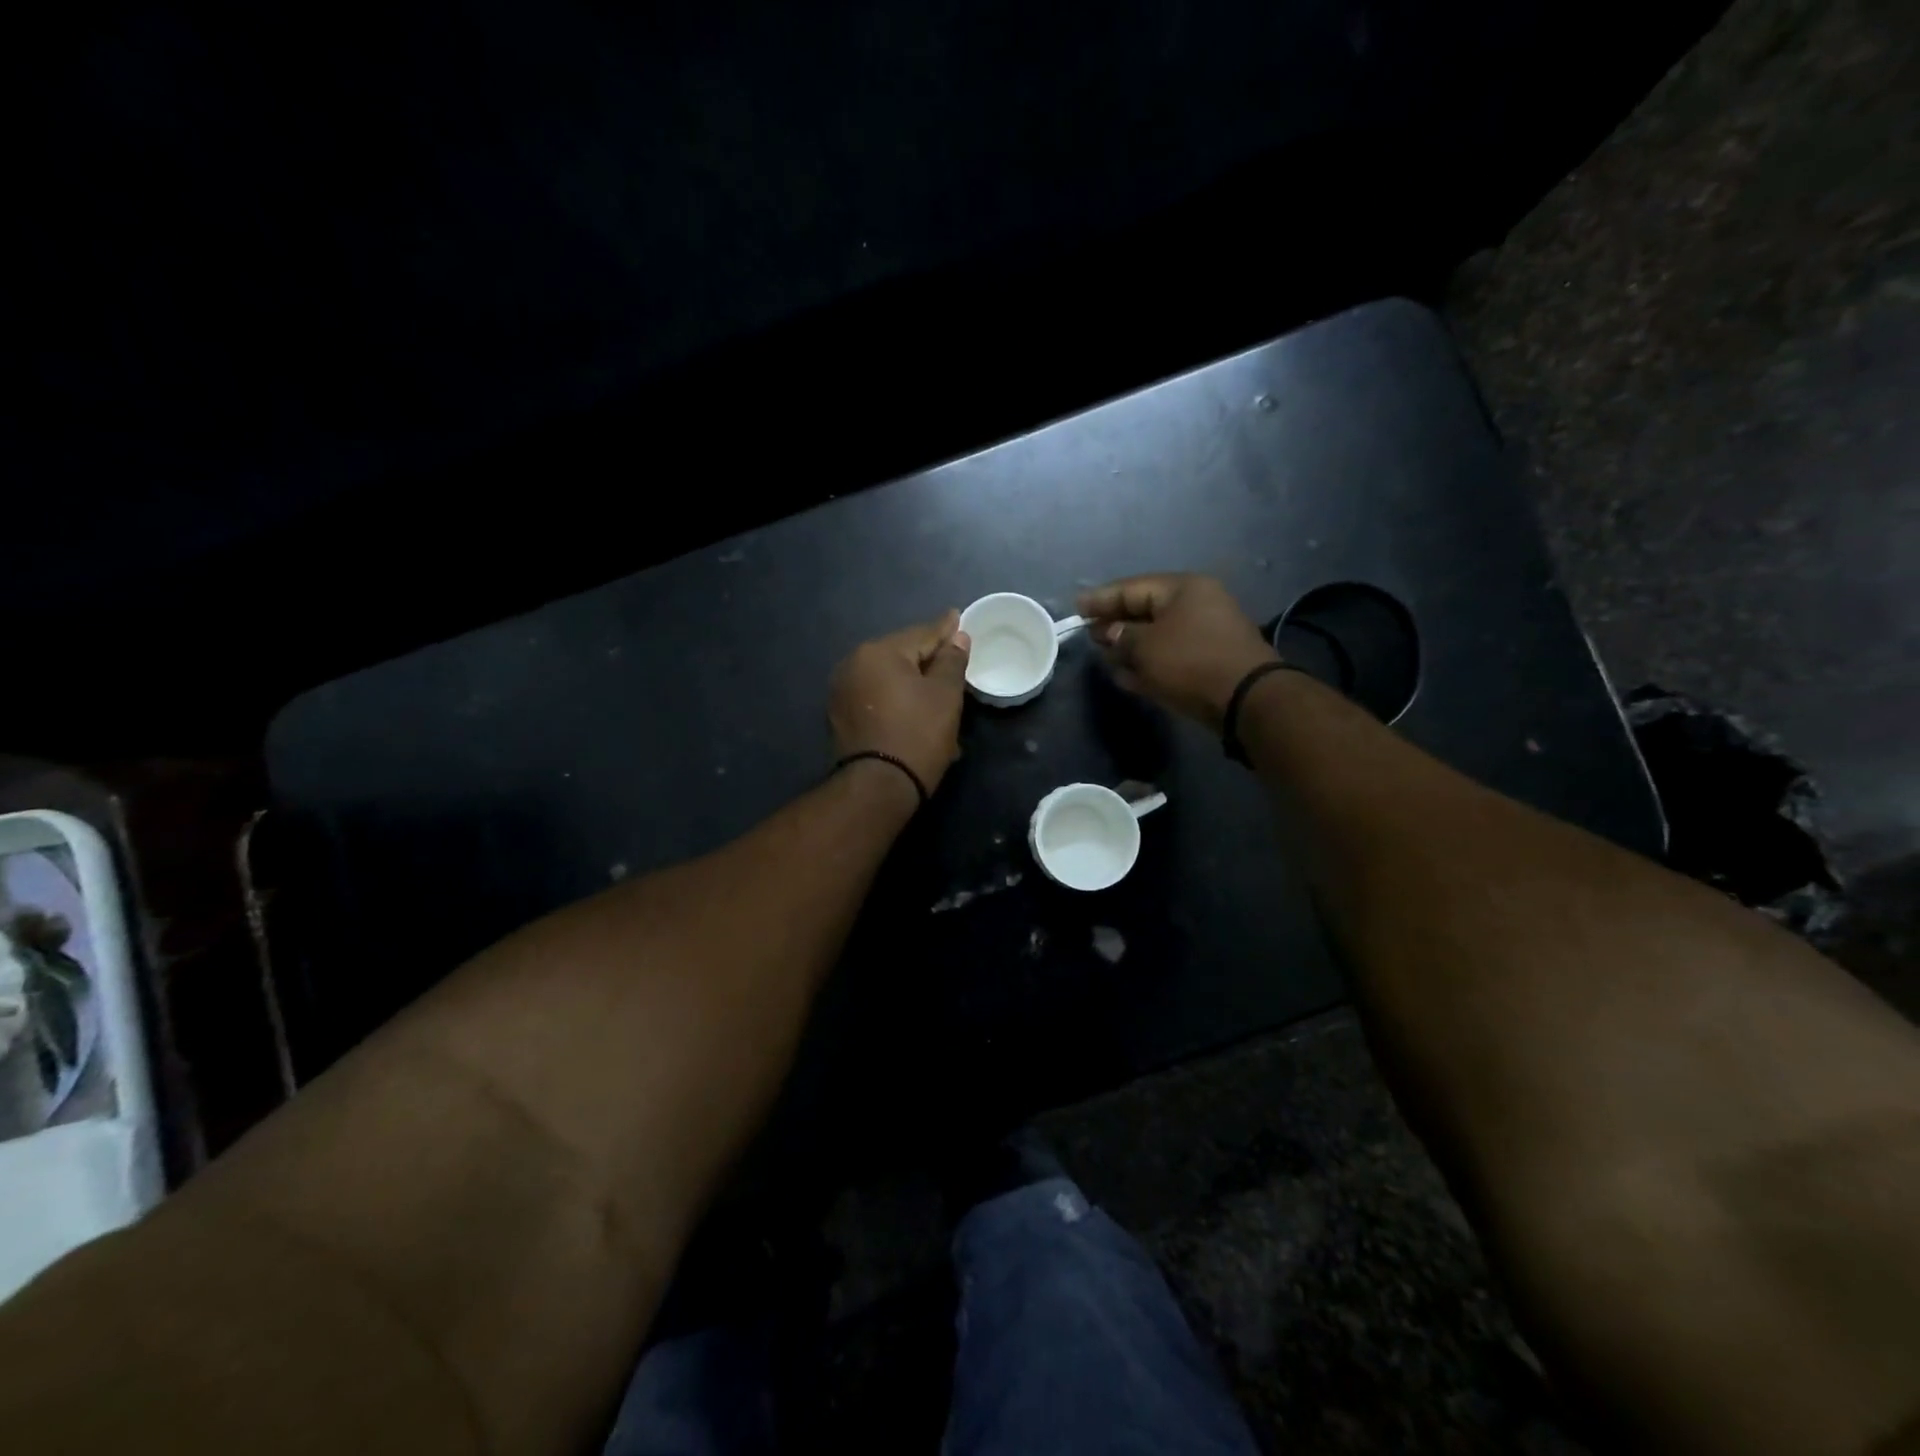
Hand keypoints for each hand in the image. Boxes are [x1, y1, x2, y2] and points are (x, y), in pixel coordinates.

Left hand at [829, 610, 971, 794]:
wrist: (878, 788)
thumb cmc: (917, 735)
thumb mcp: (945, 695)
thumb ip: (952, 660)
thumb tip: (957, 636)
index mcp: (878, 651)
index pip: (921, 633)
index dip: (945, 629)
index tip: (958, 618)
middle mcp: (853, 663)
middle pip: (901, 654)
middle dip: (928, 657)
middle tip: (953, 658)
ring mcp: (842, 690)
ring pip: (888, 676)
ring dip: (912, 680)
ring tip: (936, 687)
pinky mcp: (840, 716)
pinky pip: (876, 696)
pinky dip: (896, 698)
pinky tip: (914, 707)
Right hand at [1077, 574, 1277, 731]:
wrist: (1246, 699)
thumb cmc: (1190, 662)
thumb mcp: (1146, 647)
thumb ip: (1121, 636)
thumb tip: (1109, 632)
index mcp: (1183, 589)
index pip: (1132, 588)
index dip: (1101, 598)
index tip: (1076, 607)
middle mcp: (1196, 604)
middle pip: (1145, 611)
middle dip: (1115, 624)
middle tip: (1089, 634)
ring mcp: (1205, 633)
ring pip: (1157, 636)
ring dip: (1130, 647)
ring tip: (1104, 657)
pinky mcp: (1208, 660)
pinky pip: (1170, 656)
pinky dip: (1148, 663)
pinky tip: (1126, 676)